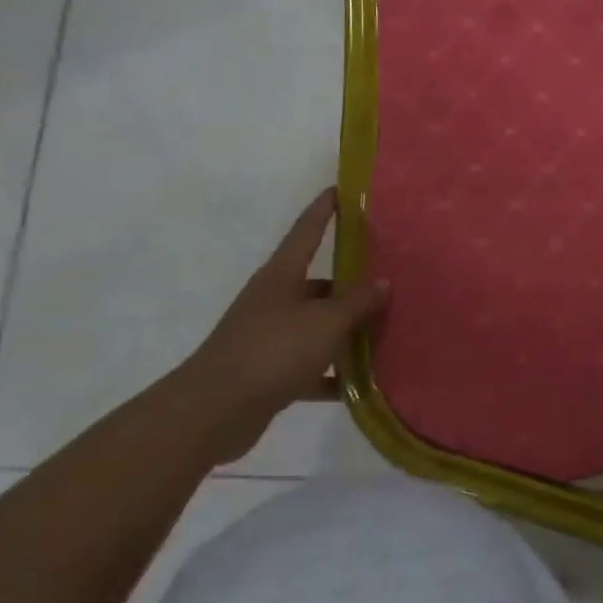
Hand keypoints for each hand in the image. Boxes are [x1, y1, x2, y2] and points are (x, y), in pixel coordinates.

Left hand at [172, 189, 387, 461]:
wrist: (212, 412)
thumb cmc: (272, 350)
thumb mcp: (325, 322)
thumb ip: (357, 302)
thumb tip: (383, 283)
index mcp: (282, 277)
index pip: (307, 231)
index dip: (324, 209)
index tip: (342, 190)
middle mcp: (275, 300)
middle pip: (319, 284)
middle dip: (351, 284)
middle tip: (390, 280)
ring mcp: (270, 337)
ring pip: (318, 325)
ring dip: (346, 331)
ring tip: (385, 331)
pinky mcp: (269, 373)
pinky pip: (312, 366)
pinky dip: (333, 372)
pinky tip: (361, 382)